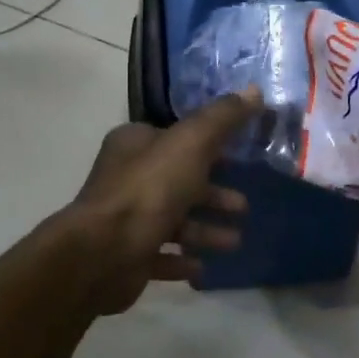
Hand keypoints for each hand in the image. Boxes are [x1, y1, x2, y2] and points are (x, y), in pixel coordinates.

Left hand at [63, 90, 259, 314]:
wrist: (103, 253)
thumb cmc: (149, 190)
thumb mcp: (192, 143)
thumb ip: (223, 118)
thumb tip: (255, 90)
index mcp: (135, 144)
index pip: (177, 138)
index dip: (210, 147)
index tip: (240, 158)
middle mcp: (126, 177)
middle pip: (178, 181)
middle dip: (213, 194)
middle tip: (243, 206)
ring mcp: (125, 219)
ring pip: (174, 220)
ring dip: (205, 230)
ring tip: (234, 242)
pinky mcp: (126, 255)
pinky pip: (161, 255)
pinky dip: (182, 260)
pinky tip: (202, 267)